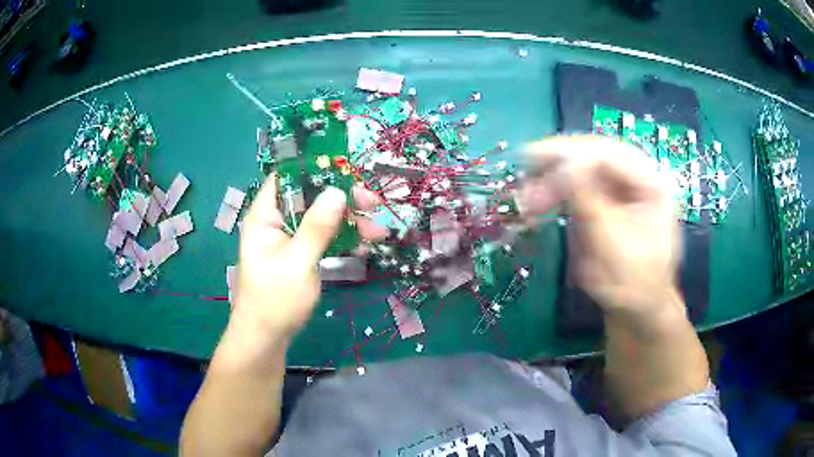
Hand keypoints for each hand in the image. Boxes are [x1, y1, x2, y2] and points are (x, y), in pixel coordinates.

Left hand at [232, 175, 383, 341]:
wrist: (267, 339)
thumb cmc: (274, 300)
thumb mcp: (297, 262)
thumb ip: (317, 227)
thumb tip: (337, 191)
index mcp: (265, 216)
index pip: (287, 177)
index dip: (314, 168)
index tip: (347, 171)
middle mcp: (276, 221)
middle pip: (310, 196)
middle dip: (342, 199)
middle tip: (373, 204)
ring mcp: (289, 239)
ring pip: (321, 218)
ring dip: (349, 221)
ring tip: (378, 231)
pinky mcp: (300, 255)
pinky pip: (323, 238)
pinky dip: (343, 239)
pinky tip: (366, 245)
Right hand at [520, 135, 681, 315]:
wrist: (634, 309)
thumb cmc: (633, 280)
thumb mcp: (612, 240)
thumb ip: (589, 199)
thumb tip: (562, 163)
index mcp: (652, 182)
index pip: (612, 153)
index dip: (576, 153)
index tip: (540, 158)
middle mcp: (636, 178)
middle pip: (595, 154)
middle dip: (560, 161)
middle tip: (527, 164)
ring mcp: (618, 189)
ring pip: (582, 169)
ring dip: (552, 178)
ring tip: (526, 195)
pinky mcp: (602, 202)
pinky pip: (576, 188)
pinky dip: (555, 193)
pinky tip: (537, 202)